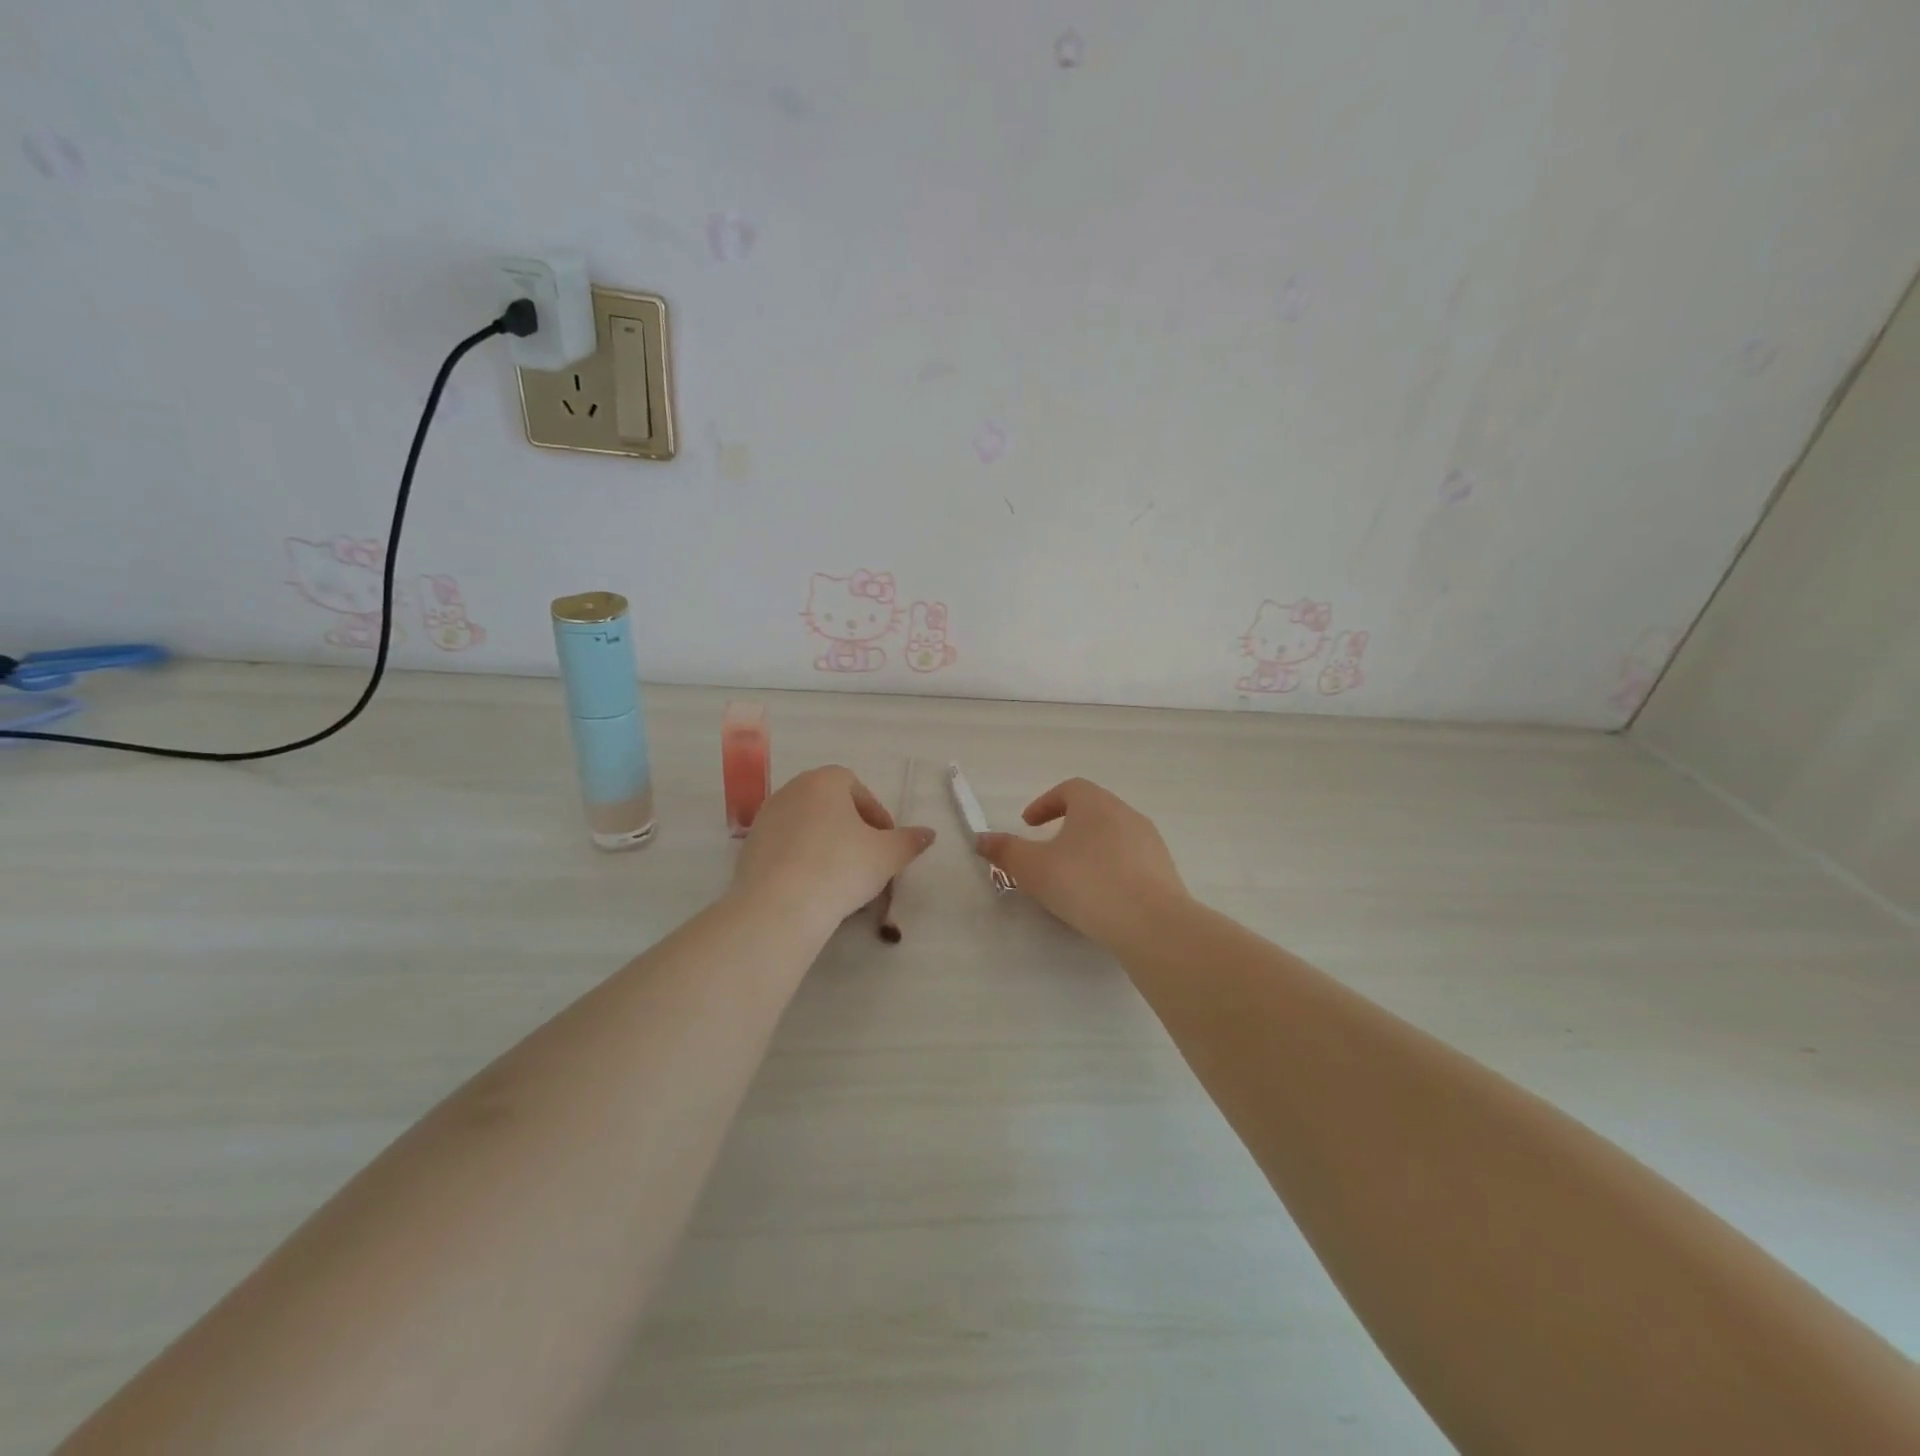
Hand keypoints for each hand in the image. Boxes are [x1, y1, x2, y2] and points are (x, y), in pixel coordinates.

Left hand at [733, 765, 934, 932]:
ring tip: (842, 878)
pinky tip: (814, 888)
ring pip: (807, 826)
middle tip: (868, 860)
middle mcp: (791, 790)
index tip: (886, 844)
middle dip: (852, 829)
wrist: (779, 907)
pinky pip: (786, 847)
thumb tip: (928, 833)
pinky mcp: (749, 848)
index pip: (857, 788)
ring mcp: (766, 818)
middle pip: (830, 805)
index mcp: (824, 781)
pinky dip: (803, 860)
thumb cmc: (840, 868)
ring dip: (827, 845)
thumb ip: (910, 841)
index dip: (877, 815)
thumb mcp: (887, 856)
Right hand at [975, 778, 1189, 949]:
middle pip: (1093, 810)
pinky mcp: (1164, 871)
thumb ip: (1005, 851)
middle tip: (1048, 849)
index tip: (1028, 825)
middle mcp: (1126, 814)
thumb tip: (980, 838)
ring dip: (1090, 849)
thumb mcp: (1033, 869)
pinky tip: (1101, 898)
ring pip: (1113, 836)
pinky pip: (1131, 861)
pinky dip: (1111, 869)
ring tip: (1073, 877)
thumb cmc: (1086, 884)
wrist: (1152, 924)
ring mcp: (1150, 842)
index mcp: (1095, 804)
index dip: (1045, 804)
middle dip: (1067, 826)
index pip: (1069, 789)